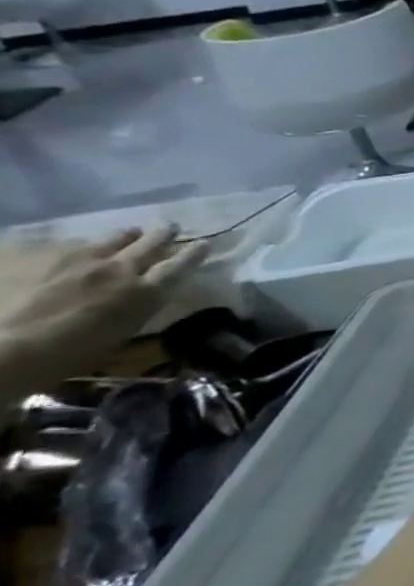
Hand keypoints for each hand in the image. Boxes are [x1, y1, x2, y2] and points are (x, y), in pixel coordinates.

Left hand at [0, 226, 208, 396]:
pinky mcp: (37, 255)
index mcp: (143, 293)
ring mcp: (76, 259)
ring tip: (123, 236)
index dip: (194, 254)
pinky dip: (73, 247)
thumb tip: (136, 299)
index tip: (204, 244)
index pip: (180, 266)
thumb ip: (131, 309)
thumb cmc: (62, 358)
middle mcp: (118, 269)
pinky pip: (63, 244)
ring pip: (109, 239)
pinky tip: (67, 251)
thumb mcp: (115, 336)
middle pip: (149, 243)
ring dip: (121, 238)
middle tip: (168, 227)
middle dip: (162, 234)